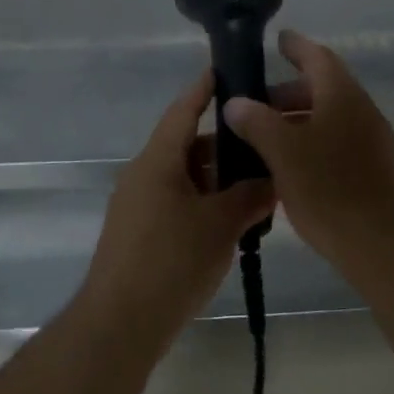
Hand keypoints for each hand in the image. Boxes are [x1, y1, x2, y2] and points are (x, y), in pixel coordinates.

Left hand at [82, 72, 275, 337]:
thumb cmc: (171, 262)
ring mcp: (138, 205)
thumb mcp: (220, 226)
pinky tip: (233, 219)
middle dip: (225, 145)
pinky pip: (176, 202)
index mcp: (157, 161)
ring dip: (217, 179)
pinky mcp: (139, 233)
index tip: (226, 69)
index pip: (183, 111)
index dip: (204, 89)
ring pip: (184, 178)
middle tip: (264, 142)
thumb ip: (250, 197)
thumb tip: (273, 180)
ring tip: (258, 184)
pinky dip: (204, 202)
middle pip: (187, 146)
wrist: (120, 324)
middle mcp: (143, 175)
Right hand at [223, 31, 393, 270]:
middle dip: (288, 93)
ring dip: (298, 120)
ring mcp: (373, 142)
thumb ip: (256, 122)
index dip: (296, 47)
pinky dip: (312, 142)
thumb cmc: (329, 190)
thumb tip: (236, 102)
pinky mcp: (375, 170)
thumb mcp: (282, 153)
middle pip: (323, 89)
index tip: (278, 39)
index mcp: (342, 96)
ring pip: (330, 118)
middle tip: (255, 104)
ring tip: (265, 138)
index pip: (318, 58)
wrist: (384, 246)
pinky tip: (290, 167)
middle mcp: (362, 111)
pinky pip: (338, 142)